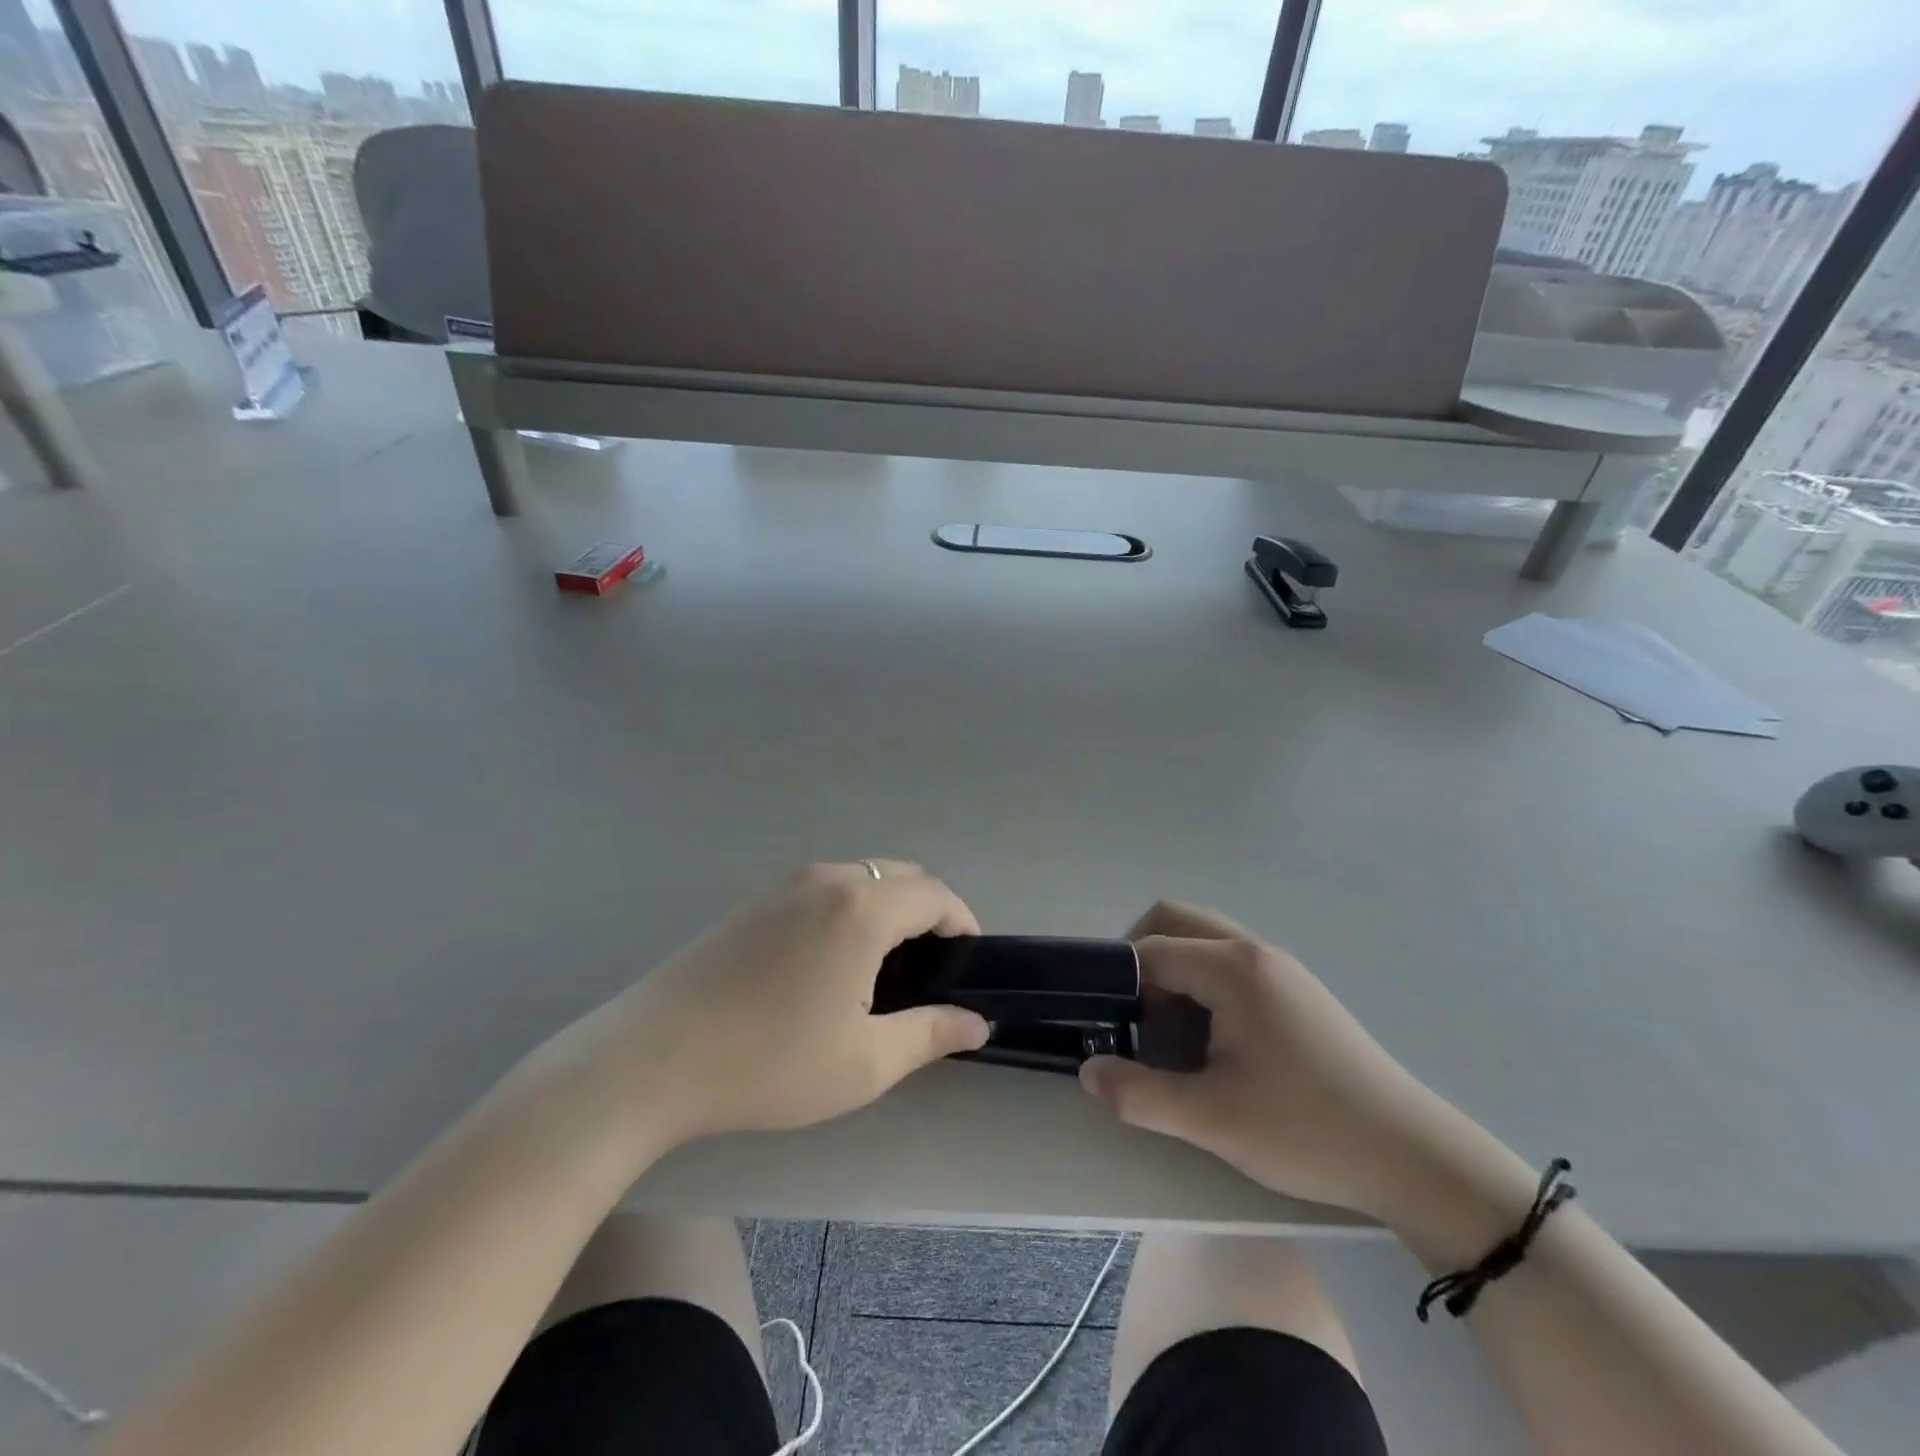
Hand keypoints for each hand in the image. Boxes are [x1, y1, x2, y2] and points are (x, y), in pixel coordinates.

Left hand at [549, 862, 989, 1148]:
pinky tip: (828, 964)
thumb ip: (931, 1033)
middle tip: (928, 971)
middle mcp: (828, 879)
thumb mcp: (864, 1063)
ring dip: (887, 909)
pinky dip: (849, 909)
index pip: (935, 894)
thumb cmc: (769, 1062)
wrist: (651, 1059)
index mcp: (862, 908)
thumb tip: (977, 1022)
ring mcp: (785, 884)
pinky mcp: (754, 899)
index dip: (962, 924)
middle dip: (928, 913)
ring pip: (861, 878)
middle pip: (901, 876)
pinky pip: (823, 888)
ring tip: (881, 970)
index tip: (967, 965)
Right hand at [1079, 901, 1444, 1216]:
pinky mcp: (1296, 989)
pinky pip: (1230, 962)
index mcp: (1233, 969)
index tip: (1110, 1027)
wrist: (1412, 1156)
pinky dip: (1202, 982)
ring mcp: (1281, 967)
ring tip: (1170, 1031)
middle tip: (1133, 1016)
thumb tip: (1088, 1071)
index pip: (1151, 949)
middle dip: (1141, 959)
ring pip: (1204, 940)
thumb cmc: (1307, 1131)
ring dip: (1173, 970)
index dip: (1120, 984)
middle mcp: (1255, 951)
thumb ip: (1139, 1094)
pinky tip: (1211, 1039)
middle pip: (1175, 921)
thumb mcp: (1212, 1121)